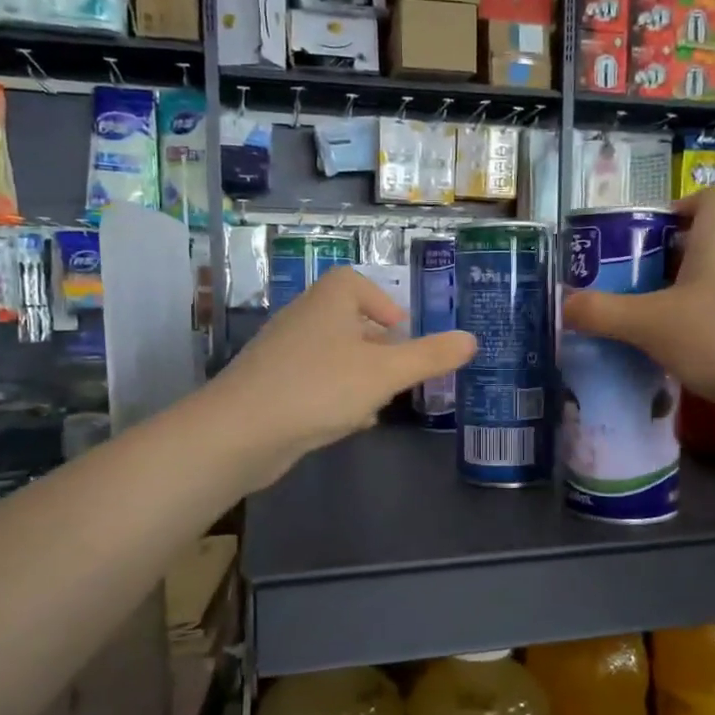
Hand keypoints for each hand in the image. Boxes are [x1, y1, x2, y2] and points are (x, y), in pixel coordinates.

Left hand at [208, 266, 475, 490]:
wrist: (242, 430)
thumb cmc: (321, 387)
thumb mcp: (387, 372)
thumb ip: (431, 356)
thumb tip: (472, 339)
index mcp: (328, 301)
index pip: (354, 284)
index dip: (380, 302)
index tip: (401, 331)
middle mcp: (302, 319)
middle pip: (345, 321)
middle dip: (375, 346)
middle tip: (399, 370)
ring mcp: (283, 353)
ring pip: (330, 356)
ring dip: (357, 374)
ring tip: (379, 400)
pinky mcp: (270, 387)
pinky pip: (312, 382)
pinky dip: (332, 395)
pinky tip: (346, 423)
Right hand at [563, 188, 714, 415]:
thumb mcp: (650, 324)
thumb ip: (603, 313)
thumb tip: (565, 306)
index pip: (707, 196)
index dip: (676, 208)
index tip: (645, 239)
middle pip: (712, 239)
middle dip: (672, 259)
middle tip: (637, 286)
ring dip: (693, 294)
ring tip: (658, 323)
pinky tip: (693, 353)